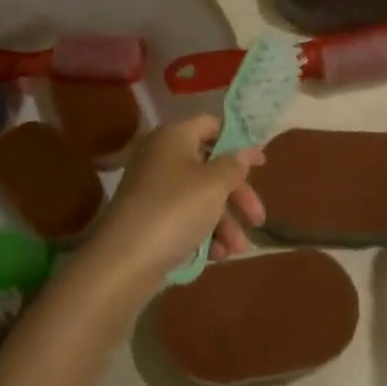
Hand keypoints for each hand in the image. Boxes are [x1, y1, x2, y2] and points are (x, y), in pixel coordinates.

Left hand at [84, 117, 263, 284]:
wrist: (125, 260)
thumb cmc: (176, 209)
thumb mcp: (214, 184)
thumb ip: (234, 165)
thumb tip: (245, 150)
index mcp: (174, 137)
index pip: (211, 125)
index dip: (239, 142)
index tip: (261, 163)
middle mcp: (162, 157)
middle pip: (210, 166)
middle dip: (237, 194)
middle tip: (258, 217)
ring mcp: (154, 190)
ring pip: (200, 197)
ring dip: (225, 221)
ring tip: (239, 248)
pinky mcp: (150, 219)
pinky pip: (184, 218)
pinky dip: (204, 233)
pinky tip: (218, 255)